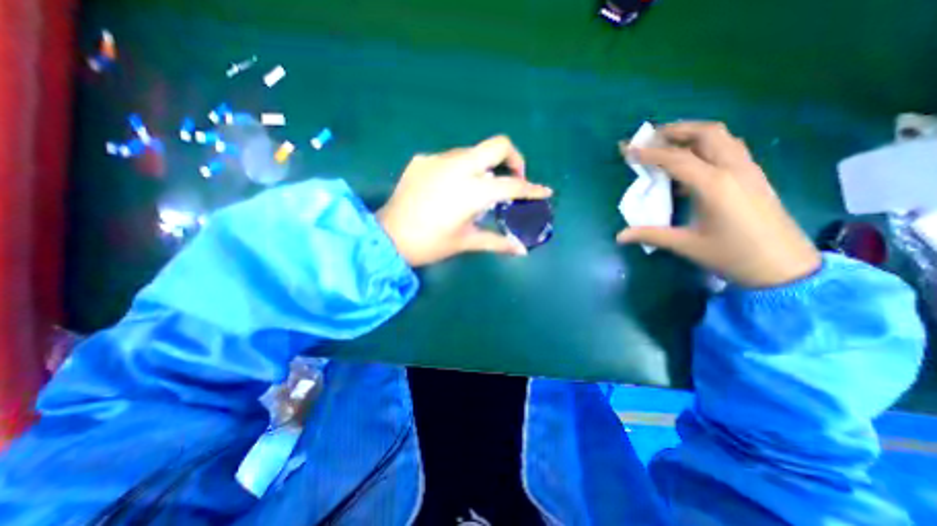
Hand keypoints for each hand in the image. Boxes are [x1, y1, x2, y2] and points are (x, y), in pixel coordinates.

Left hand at [381, 136, 550, 266]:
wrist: (387, 238)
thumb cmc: (430, 244)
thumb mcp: (466, 242)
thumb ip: (497, 242)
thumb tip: (521, 251)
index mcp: (471, 191)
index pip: (511, 186)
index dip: (532, 189)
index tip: (545, 191)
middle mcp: (457, 166)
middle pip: (497, 145)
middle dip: (513, 159)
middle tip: (512, 180)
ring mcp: (437, 159)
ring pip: (473, 151)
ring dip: (484, 166)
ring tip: (479, 189)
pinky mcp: (421, 160)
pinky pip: (450, 158)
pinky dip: (460, 169)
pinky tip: (451, 188)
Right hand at [621, 120, 821, 288]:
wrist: (785, 267)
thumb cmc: (732, 255)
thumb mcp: (686, 245)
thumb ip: (650, 235)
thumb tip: (619, 236)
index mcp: (714, 184)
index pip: (676, 158)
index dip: (648, 152)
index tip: (627, 149)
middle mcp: (733, 169)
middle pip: (706, 133)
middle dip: (675, 130)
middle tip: (650, 137)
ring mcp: (747, 170)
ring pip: (721, 137)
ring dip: (692, 134)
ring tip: (668, 144)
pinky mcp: (753, 177)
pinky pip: (728, 149)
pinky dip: (706, 146)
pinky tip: (691, 164)